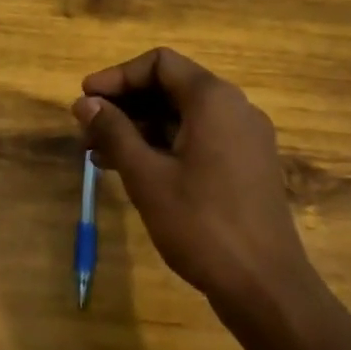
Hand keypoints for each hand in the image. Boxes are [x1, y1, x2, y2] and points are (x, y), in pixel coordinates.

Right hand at [72, 49, 315, 315]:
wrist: (265, 286)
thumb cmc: (202, 225)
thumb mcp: (146, 176)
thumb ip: (114, 132)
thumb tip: (85, 103)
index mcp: (213, 99)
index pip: (159, 63)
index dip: (118, 76)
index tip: (86, 99)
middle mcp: (234, 107)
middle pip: (171, 87)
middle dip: (126, 105)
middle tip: (87, 130)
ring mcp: (245, 137)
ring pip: (183, 116)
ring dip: (141, 128)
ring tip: (99, 154)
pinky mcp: (248, 164)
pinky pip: (199, 138)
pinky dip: (165, 145)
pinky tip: (133, 170)